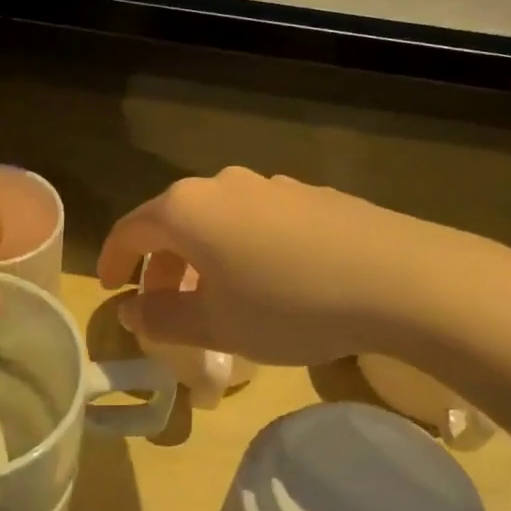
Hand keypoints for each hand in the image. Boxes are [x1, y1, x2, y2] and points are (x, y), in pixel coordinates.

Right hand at [97, 168, 475, 365]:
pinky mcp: (309, 194)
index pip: (129, 229)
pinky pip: (257, 220)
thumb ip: (162, 319)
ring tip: (218, 298)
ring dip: (203, 257)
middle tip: (163, 307)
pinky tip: (271, 281)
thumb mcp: (215, 325)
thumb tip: (131, 311)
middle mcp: (222, 184)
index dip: (112, 261)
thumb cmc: (288, 304)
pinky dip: (243, 248)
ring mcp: (270, 185)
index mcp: (187, 209)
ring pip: (217, 220)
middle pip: (173, 222)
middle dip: (160, 265)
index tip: (111, 288)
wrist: (399, 278)